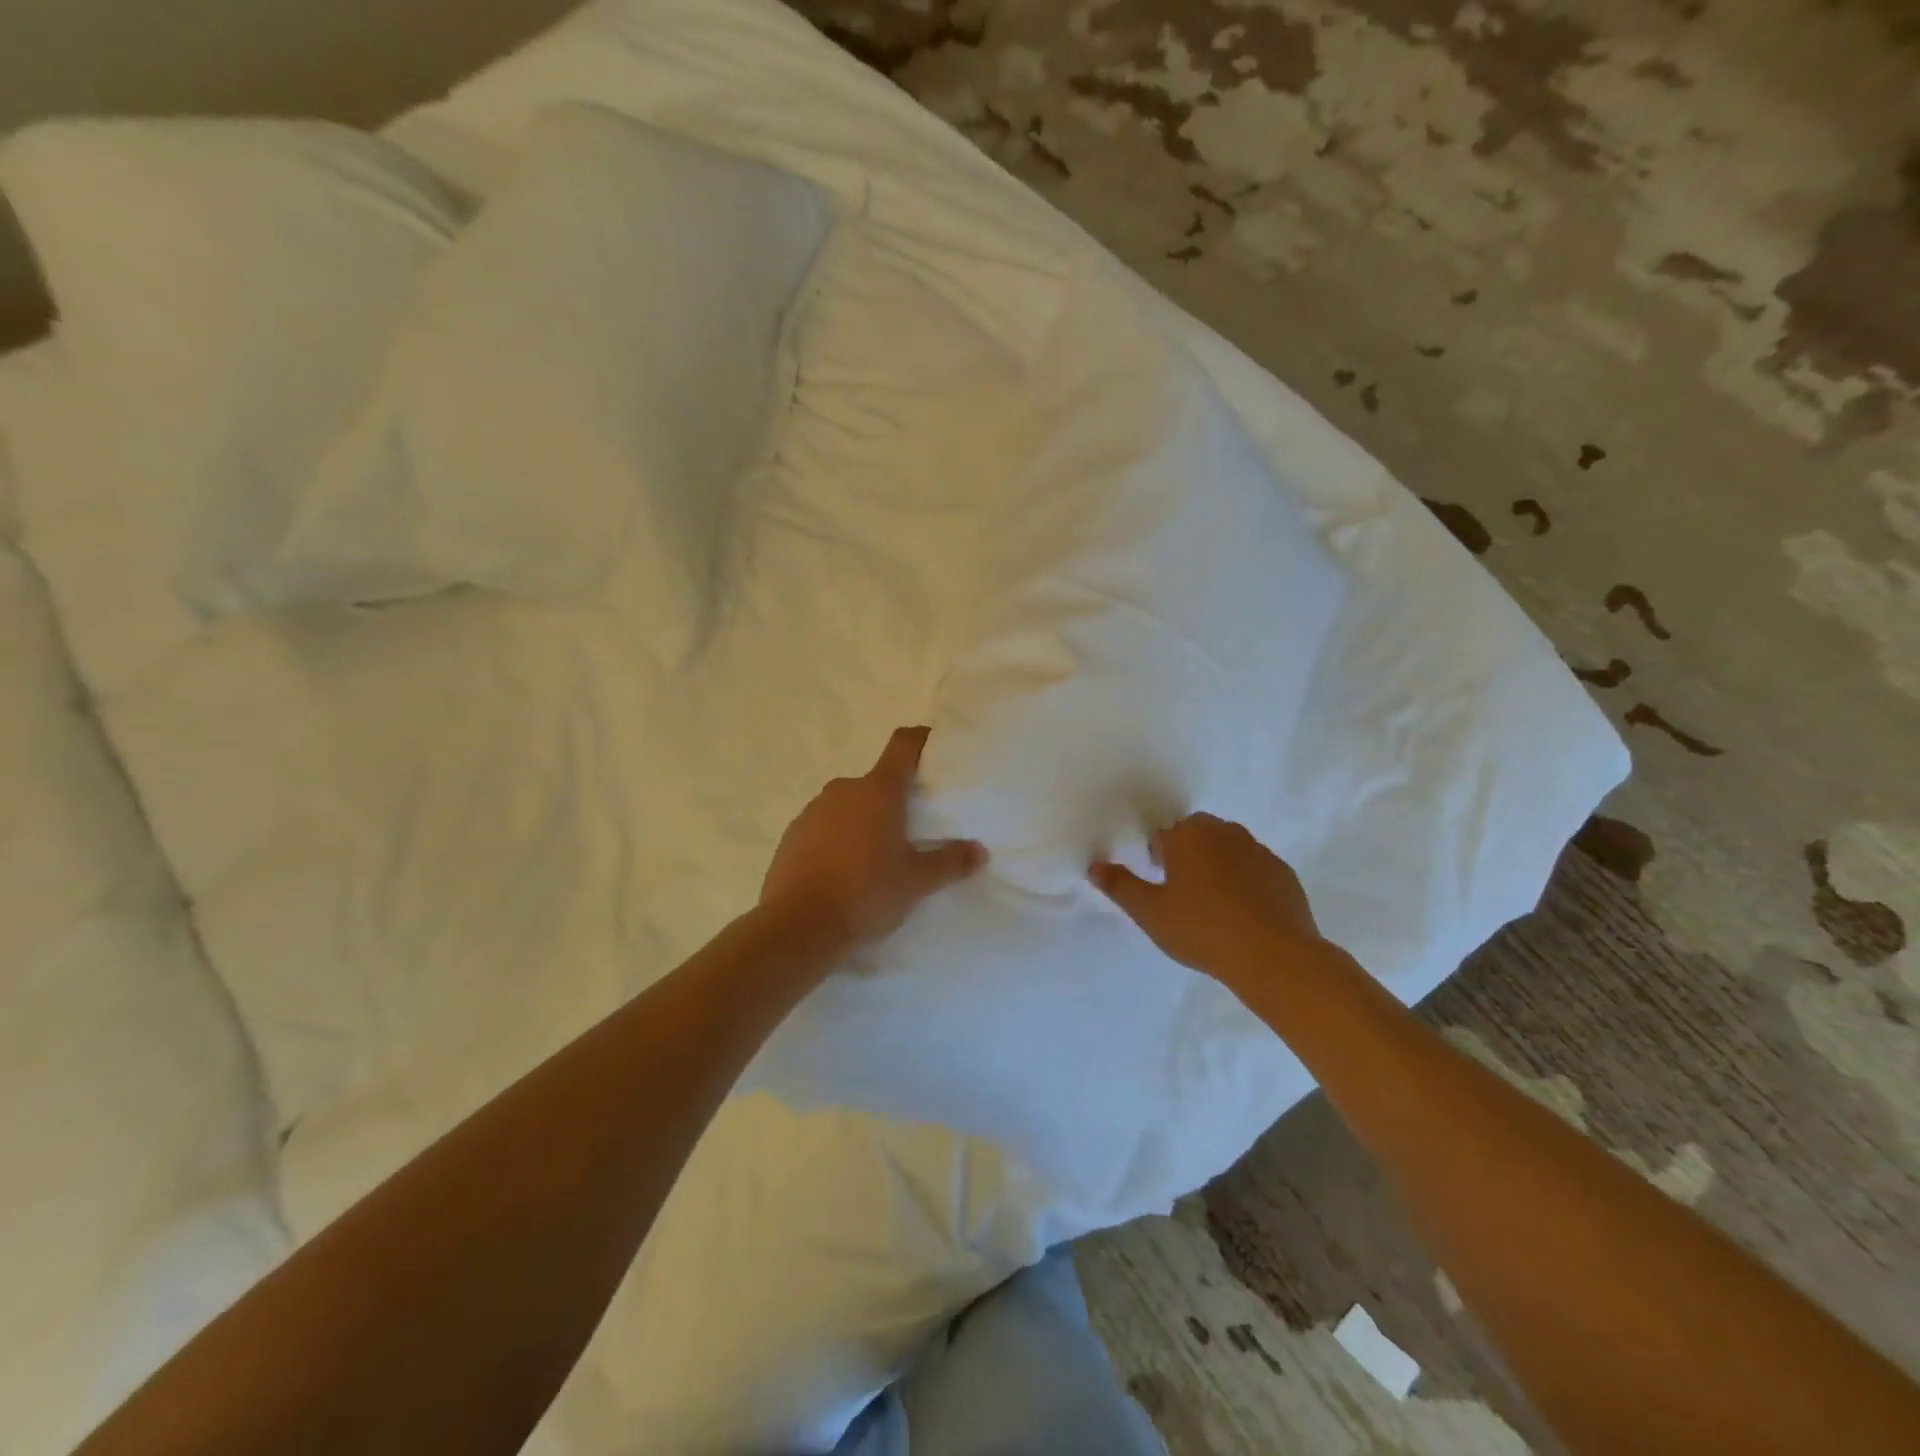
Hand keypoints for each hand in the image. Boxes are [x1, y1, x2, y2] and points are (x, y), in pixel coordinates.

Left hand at [761, 726, 985, 951]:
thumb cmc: (866, 893)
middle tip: (913, 828)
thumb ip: (950, 862)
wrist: (798, 927)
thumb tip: (978, 851)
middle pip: (876, 782)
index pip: (902, 745)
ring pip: (848, 806)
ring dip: (864, 821)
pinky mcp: (792, 836)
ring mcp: (812, 812)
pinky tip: (844, 873)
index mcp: (877, 790)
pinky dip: (837, 840)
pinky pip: (824, 828)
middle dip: (894, 799)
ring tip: (877, 857)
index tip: (934, 747)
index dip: (920, 740)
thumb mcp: (917, 882)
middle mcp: (843, 790)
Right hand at [1090, 813, 1323, 983]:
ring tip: (1214, 904)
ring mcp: (1259, 851)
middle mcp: (1225, 833)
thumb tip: (1094, 866)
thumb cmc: (1202, 930)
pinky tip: (1244, 914)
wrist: (1274, 957)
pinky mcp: (1283, 873)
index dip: (1157, 859)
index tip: (1160, 886)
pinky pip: (1255, 868)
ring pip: (1228, 848)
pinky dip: (1246, 881)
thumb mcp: (1150, 913)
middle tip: (1183, 893)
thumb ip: (1120, 886)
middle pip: (1197, 834)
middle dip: (1188, 854)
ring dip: (1218, 865)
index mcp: (1189, 837)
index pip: (1163, 836)